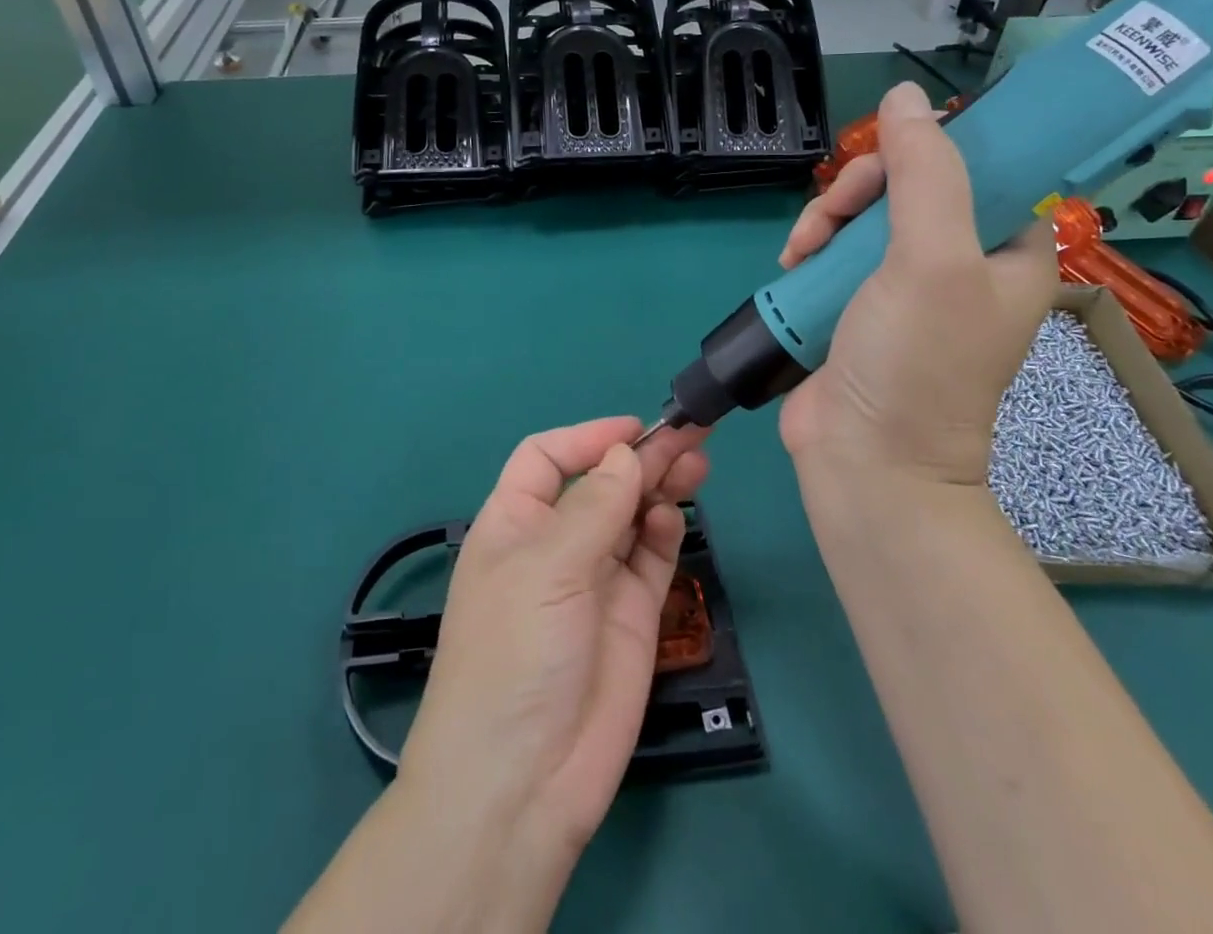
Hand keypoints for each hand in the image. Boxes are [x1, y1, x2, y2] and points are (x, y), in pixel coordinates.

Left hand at [399, 417, 710, 867]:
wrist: (524, 783)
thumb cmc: (515, 653)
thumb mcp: (546, 568)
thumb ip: (594, 507)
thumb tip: (627, 454)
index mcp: (515, 521)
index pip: (547, 458)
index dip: (587, 437)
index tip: (635, 428)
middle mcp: (555, 543)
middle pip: (602, 482)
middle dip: (641, 457)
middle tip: (691, 435)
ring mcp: (596, 579)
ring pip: (634, 514)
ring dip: (662, 485)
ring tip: (697, 461)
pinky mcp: (632, 614)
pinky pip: (651, 556)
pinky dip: (665, 530)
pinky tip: (674, 516)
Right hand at [776, 81, 1053, 488]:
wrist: (866, 460)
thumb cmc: (917, 362)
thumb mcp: (931, 260)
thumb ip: (924, 174)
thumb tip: (906, 97)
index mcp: (1006, 249)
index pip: (978, 166)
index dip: (930, 149)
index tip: (886, 160)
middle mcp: (960, 261)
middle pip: (908, 184)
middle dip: (860, 190)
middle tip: (833, 214)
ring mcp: (903, 285)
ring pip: (863, 214)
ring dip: (826, 220)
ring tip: (801, 251)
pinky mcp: (856, 303)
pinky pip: (834, 250)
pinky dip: (810, 249)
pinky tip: (792, 264)